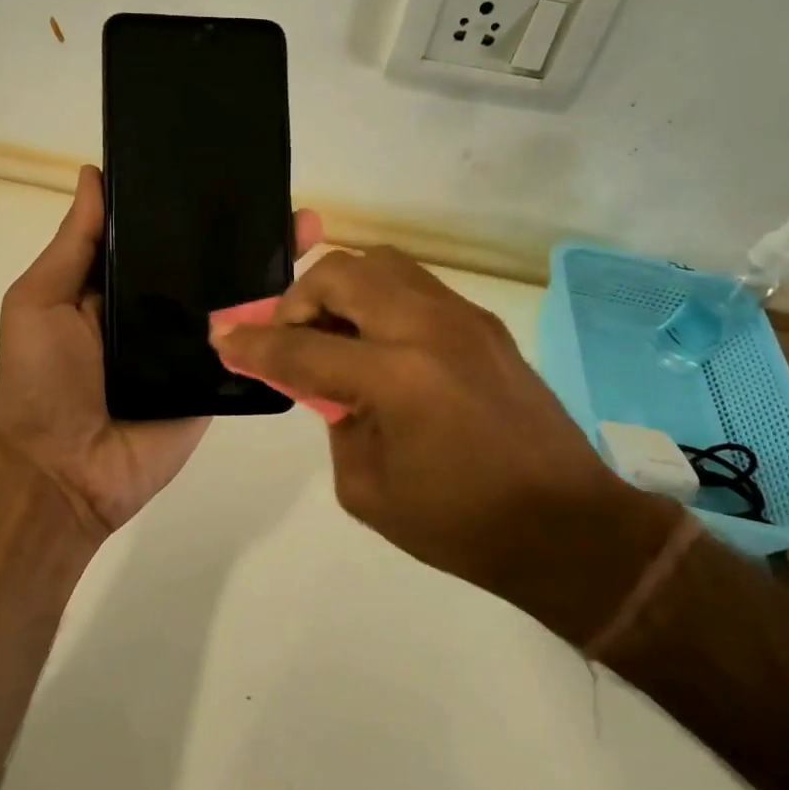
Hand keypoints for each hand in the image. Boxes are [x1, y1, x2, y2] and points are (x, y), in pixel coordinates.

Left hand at [0, 165, 321, 545]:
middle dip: (246, 231)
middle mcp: (159, 310)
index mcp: (118, 284)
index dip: (188, 203)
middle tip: (286, 198)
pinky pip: (248, 349)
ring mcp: (192, 347)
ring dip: (273, 269)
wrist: (65, 473)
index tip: (225, 167)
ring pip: (236, 301)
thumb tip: (93, 174)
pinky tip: (312, 294)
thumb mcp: (39, 301)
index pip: (160, 234)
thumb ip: (75, 244)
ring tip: (311, 230)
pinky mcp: (215, 382)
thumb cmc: (40, 381)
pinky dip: (278, 325)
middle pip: (208, 263)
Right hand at [209, 247, 676, 639]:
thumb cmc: (460, 524)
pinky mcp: (483, 322)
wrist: (565, 526)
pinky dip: (380, 299)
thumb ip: (336, 421)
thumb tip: (330, 385)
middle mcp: (428, 328)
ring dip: (343, 289)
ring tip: (335, 333)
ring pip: (382, 263)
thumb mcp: (368, 488)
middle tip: (290, 335)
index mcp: (396, 377)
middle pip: (342, 273)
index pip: (302, 347)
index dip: (254, 343)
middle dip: (299, 299)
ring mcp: (462, 317)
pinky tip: (380, 343)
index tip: (223, 338)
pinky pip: (415, 285)